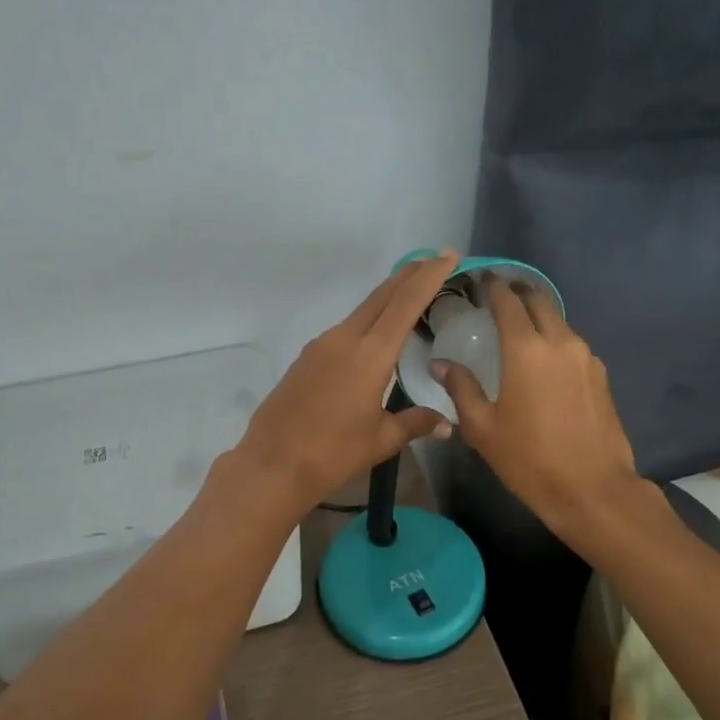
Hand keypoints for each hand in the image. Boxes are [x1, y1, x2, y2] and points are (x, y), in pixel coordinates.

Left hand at [233, 252, 461, 518]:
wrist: (272, 464)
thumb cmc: (332, 453)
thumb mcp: (381, 440)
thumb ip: (415, 423)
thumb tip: (448, 424)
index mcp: (369, 355)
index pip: (405, 304)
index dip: (428, 277)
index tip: (448, 255)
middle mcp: (344, 340)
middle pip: (382, 296)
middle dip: (410, 274)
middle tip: (435, 259)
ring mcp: (321, 346)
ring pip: (361, 310)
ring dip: (387, 296)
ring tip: (411, 291)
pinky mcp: (306, 358)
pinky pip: (345, 328)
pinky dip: (368, 319)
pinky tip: (375, 332)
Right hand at [433, 278, 642, 540]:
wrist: (593, 489)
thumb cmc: (529, 459)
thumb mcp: (482, 427)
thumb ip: (461, 388)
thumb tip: (440, 364)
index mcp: (526, 349)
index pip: (507, 302)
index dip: (492, 287)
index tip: (480, 280)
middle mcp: (560, 342)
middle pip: (539, 301)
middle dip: (518, 293)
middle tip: (499, 298)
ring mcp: (586, 358)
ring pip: (559, 322)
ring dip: (538, 318)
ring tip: (518, 331)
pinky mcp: (601, 375)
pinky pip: (572, 345)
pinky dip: (554, 341)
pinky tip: (543, 363)